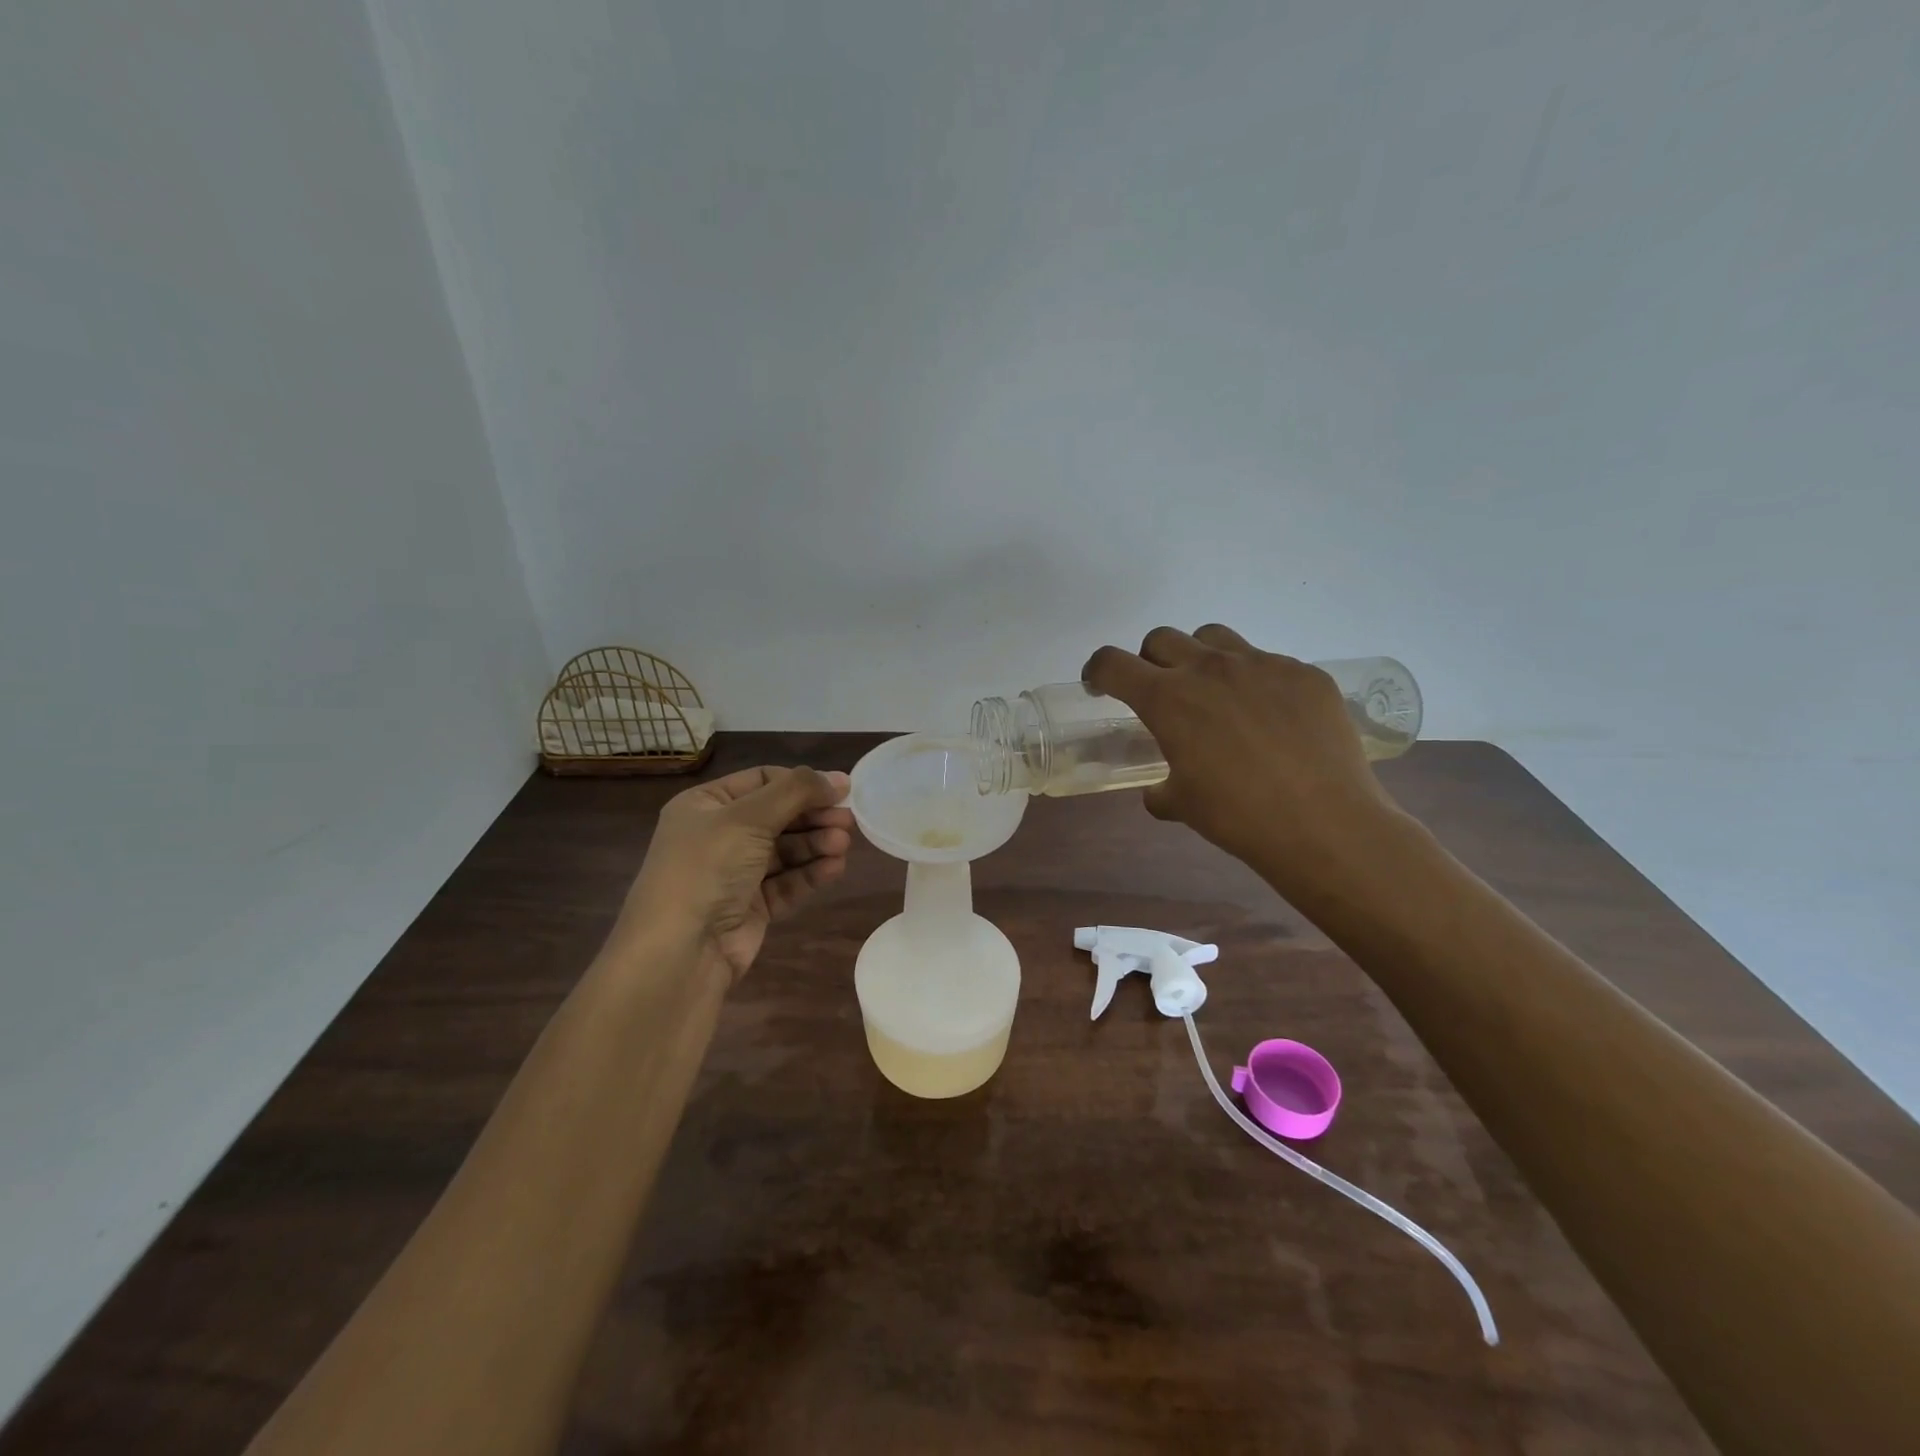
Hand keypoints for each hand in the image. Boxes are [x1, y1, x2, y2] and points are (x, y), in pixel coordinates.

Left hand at [620, 765, 852, 982]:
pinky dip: (811, 873)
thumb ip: (796, 792)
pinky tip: (835, 868)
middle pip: (778, 815)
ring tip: (843, 845)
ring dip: (816, 844)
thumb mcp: (748, 818)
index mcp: (705, 805)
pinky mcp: (751, 907)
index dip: (801, 783)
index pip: (761, 781)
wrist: (680, 952)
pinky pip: (787, 882)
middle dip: (813, 816)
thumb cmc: (707, 868)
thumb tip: (838, 778)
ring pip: (785, 850)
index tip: (840, 789)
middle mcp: (718, 835)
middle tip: (848, 820)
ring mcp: (734, 873)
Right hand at [1082, 625, 1399, 885]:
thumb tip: (1159, 791)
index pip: (1113, 663)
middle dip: (1150, 661)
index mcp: (1168, 699)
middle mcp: (1209, 669)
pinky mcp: (1304, 673)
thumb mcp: (1181, 805)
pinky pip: (1268, 663)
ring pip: (1214, 638)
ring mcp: (1261, 664)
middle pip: (1162, 639)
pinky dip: (1256, 682)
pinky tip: (1273, 718)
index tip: (1099, 685)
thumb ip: (1160, 789)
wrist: (1323, 823)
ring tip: (1215, 693)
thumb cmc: (1237, 816)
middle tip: (1161, 692)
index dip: (1097, 671)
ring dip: (1200, 658)